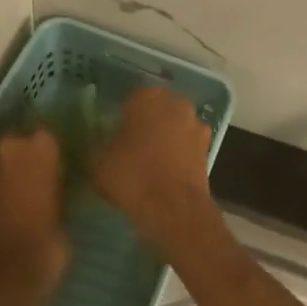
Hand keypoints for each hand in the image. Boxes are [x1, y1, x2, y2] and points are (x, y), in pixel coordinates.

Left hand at [0, 128, 71, 305]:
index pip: (48, 134)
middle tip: (43, 179)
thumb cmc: (43, 249)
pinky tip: (5, 208)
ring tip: (23, 193)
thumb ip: (60, 192)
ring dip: (9, 170)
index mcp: (38, 150)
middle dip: (28, 155)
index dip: (54, 151)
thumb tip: (58, 186)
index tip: (62, 166)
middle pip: (19, 141)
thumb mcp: (66, 219)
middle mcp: (7, 151)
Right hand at [92, 88, 223, 262]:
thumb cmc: (132, 176)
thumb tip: (99, 142)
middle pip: (157, 107)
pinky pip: (187, 143)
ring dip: (166, 135)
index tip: (116, 131)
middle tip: (132, 142)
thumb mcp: (99, 161)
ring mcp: (195, 124)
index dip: (123, 115)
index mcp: (147, 98)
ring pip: (174, 124)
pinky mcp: (208, 147)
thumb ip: (99, 145)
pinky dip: (179, 152)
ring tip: (151, 158)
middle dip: (148, 120)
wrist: (174, 208)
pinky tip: (167, 169)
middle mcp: (175, 103)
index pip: (131, 98)